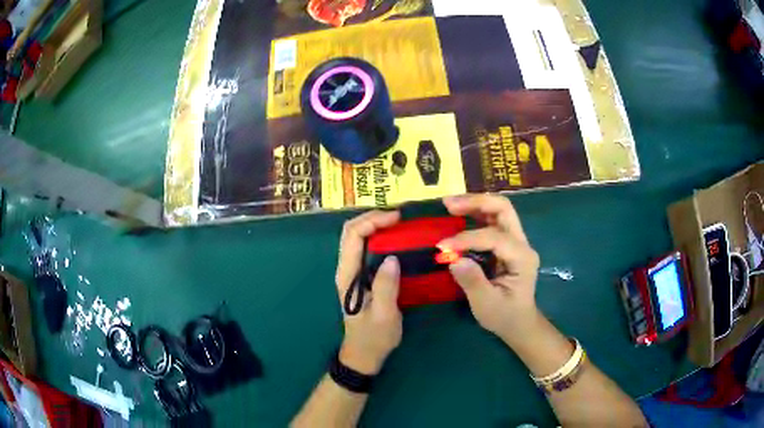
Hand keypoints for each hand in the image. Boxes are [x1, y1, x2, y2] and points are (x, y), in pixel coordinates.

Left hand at [335, 210, 402, 374]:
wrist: (363, 354)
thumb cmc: (374, 337)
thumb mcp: (384, 316)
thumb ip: (386, 287)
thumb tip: (392, 257)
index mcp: (348, 275)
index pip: (353, 236)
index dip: (372, 220)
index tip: (397, 218)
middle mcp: (346, 268)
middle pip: (351, 230)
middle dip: (372, 217)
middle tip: (399, 217)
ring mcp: (351, 271)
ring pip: (357, 237)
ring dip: (374, 224)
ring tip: (399, 223)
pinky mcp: (360, 276)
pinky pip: (365, 248)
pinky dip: (378, 236)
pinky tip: (395, 239)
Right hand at [438, 194, 540, 342]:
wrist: (519, 322)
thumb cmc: (504, 316)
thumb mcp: (486, 305)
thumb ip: (472, 281)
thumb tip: (454, 259)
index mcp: (522, 258)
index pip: (494, 237)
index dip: (467, 239)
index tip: (442, 246)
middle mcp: (522, 243)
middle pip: (503, 209)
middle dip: (476, 202)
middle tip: (448, 204)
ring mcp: (516, 241)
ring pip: (498, 210)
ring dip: (474, 203)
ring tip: (449, 204)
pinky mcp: (506, 243)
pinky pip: (492, 220)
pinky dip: (475, 213)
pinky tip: (458, 215)